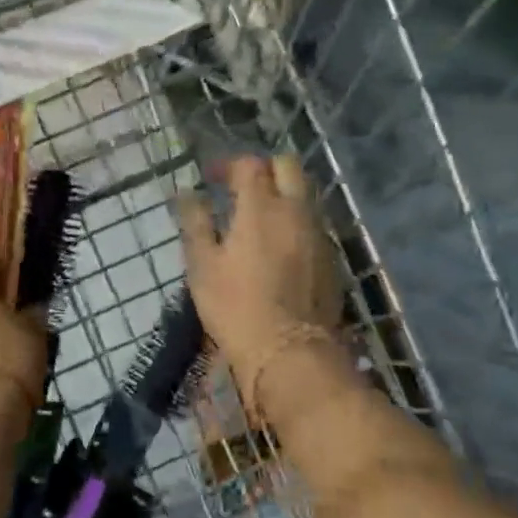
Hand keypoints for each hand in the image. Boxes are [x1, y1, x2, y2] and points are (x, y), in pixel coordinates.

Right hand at [178, 154, 340, 364]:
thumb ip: (195, 222)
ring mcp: (319, 234)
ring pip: (305, 195)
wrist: (289, 353)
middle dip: (264, 169)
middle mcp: (296, 211)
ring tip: (259, 216)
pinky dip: (295, 221)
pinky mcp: (331, 259)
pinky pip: (314, 224)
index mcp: (261, 207)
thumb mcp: (202, 264)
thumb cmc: (235, 306)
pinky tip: (279, 245)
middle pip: (288, 167)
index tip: (211, 178)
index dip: (229, 165)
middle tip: (241, 188)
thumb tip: (185, 192)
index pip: (250, 165)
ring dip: (283, 194)